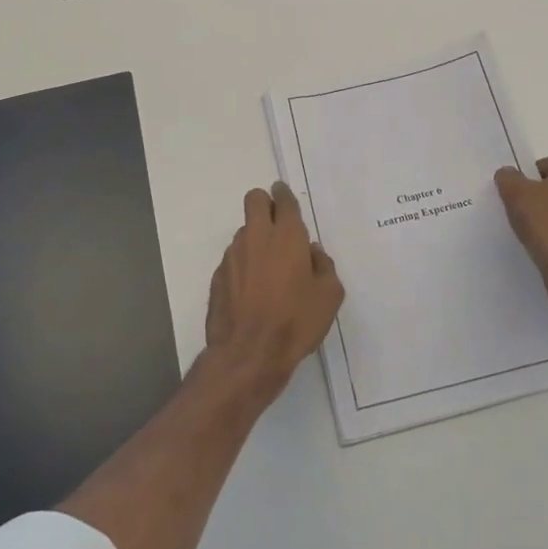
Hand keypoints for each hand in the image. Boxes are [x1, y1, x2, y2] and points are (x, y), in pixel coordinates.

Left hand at [204, 182, 344, 399]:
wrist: (249, 354)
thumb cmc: (296, 322)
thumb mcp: (329, 296)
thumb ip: (323, 266)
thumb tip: (312, 253)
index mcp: (287, 236)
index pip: (283, 199)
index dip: (284, 194)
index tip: (285, 195)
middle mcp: (256, 237)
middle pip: (254, 199)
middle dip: (264, 203)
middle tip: (276, 224)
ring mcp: (233, 255)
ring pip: (243, 231)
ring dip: (255, 239)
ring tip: (267, 268)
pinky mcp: (218, 276)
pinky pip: (233, 258)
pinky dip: (243, 265)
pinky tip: (252, 291)